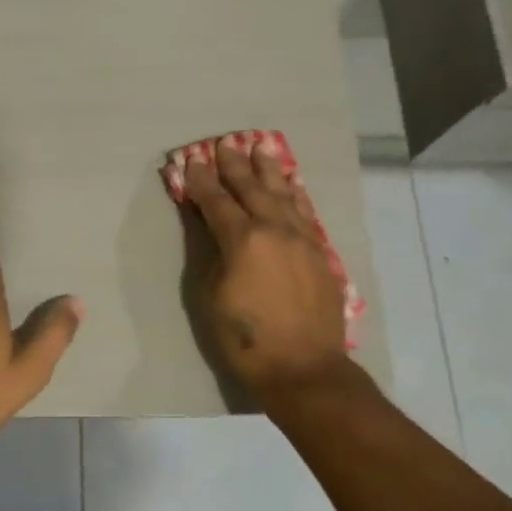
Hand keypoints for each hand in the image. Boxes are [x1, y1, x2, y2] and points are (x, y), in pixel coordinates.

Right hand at [184, 137, 350, 404]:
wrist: (303, 368)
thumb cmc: (245, 338)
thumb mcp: (210, 295)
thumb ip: (208, 251)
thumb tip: (203, 220)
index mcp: (243, 239)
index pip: (217, 201)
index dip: (201, 180)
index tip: (192, 160)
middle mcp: (275, 230)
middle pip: (251, 189)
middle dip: (235, 165)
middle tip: (225, 142)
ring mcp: (302, 239)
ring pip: (283, 194)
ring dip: (269, 170)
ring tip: (260, 147)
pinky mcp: (319, 253)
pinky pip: (306, 213)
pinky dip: (295, 194)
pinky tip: (291, 184)